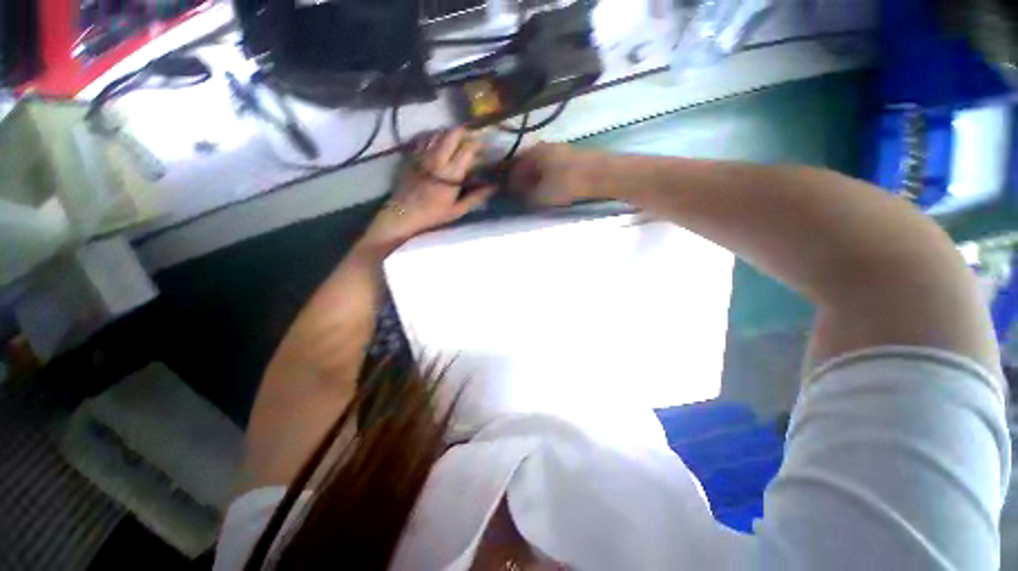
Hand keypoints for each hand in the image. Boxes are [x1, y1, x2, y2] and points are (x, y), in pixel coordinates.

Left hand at [361, 129, 494, 253]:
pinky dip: (433, 136)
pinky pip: (424, 137)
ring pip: (438, 132)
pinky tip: (437, 143)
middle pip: (453, 133)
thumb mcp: (458, 210)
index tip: (483, 147)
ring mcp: (422, 154)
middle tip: (469, 140)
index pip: (468, 149)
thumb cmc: (433, 214)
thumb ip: (477, 197)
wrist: (403, 213)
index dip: (478, 144)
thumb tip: (494, 187)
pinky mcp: (411, 154)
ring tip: (454, 141)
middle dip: (464, 133)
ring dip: (449, 134)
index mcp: (451, 173)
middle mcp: (437, 158)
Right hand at [508, 142, 604, 206]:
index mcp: (534, 152)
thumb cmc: (567, 183)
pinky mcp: (574, 157)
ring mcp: (561, 150)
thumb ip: (528, 197)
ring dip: (537, 179)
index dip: (512, 183)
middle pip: (529, 164)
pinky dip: (549, 178)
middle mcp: (546, 147)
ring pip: (542, 166)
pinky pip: (554, 168)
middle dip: (524, 180)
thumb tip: (521, 198)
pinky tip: (552, 188)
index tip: (510, 195)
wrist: (601, 175)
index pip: (516, 167)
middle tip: (522, 195)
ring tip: (536, 194)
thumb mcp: (542, 195)